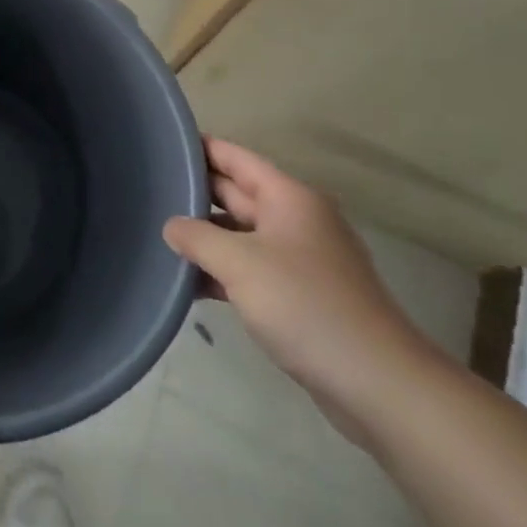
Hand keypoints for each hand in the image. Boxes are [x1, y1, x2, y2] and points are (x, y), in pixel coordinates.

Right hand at [163, 140, 436, 444]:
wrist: (379, 384)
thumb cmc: (306, 305)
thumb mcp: (239, 264)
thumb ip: (196, 236)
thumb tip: (171, 226)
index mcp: (289, 198)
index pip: (235, 157)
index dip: (199, 147)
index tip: (160, 142)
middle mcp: (296, 221)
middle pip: (236, 194)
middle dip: (194, 193)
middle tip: (147, 190)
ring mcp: (299, 260)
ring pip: (240, 235)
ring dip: (204, 237)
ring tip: (157, 235)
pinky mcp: (300, 297)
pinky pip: (250, 270)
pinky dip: (221, 272)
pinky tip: (187, 283)